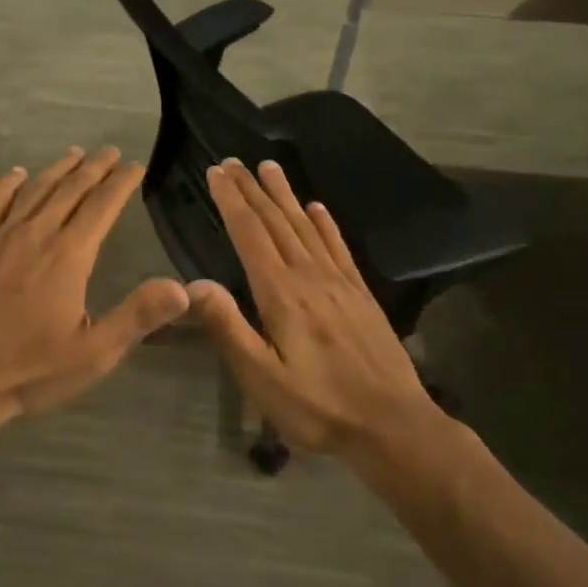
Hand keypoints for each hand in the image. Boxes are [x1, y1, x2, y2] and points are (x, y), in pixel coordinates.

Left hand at [0, 148, 189, 430]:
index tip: (134, 165)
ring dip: (57, 169)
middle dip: (93, 167)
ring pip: (34, 190)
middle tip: (110, 151)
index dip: (120, 183)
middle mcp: (35, 235)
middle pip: (69, 189)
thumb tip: (182, 287)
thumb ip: (137, 316)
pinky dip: (8, 184)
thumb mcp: (93, 353)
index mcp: (68, 256)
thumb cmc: (30, 369)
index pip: (101, 206)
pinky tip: (17, 173)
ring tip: (75, 154)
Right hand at [188, 158, 433, 452]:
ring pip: (306, 227)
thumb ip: (228, 328)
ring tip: (270, 167)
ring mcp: (340, 283)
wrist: (394, 426)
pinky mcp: (361, 295)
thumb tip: (194, 284)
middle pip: (276, 222)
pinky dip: (325, 223)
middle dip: (252, 189)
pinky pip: (338, 247)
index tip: (216, 172)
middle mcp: (310, 276)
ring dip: (285, 195)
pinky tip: (317, 207)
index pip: (250, 235)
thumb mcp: (262, 378)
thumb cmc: (318, 406)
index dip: (231, 201)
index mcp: (281, 294)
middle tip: (234, 160)